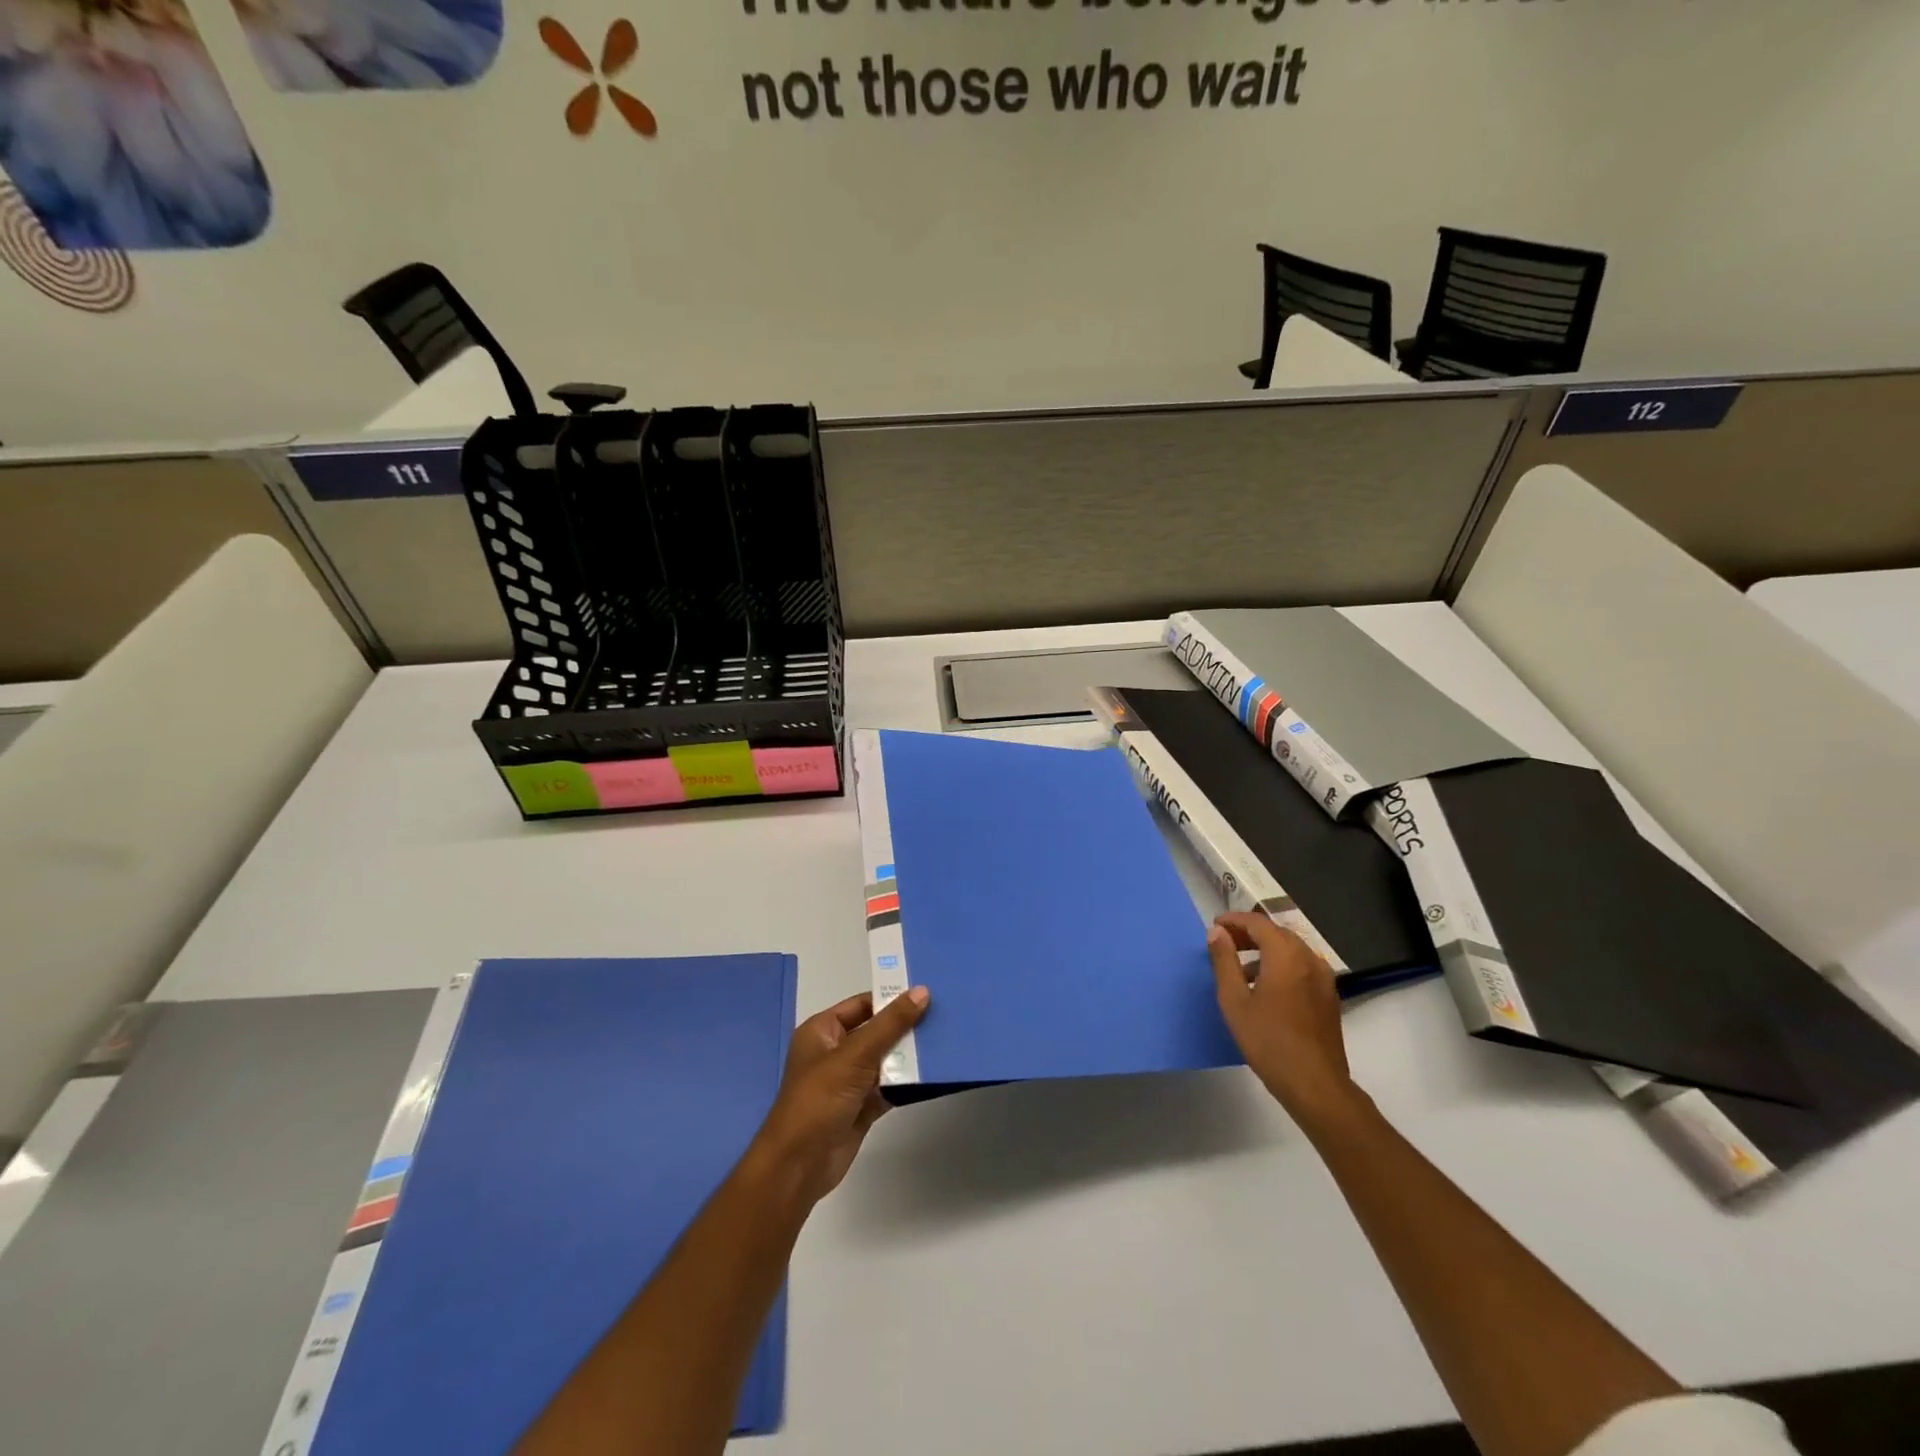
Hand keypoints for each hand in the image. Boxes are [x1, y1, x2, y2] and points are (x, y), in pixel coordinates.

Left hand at [748, 987, 929, 1205]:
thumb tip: (922, 991)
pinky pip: (888, 1087)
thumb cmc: (820, 1099)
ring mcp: (848, 1081)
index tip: (927, 992)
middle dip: (905, 1026)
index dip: (891, 998)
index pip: (862, 1004)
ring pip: (884, 1060)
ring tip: (945, 1040)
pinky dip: (907, 1082)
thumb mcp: (855, 1055)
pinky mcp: (861, 1107)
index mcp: (822, 1031)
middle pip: (876, 1032)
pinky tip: (933, 1073)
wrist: (799, 1166)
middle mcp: (835, 1052)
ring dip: (909, 1055)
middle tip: (943, 1014)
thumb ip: (890, 1024)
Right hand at [1207, 911, 1364, 1132]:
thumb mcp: (1234, 1000)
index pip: (1258, 923)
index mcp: (1286, 955)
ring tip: (1242, 969)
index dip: (1234, 920)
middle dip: (1250, 934)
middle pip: (1277, 933)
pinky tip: (1267, 989)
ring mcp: (1324, 978)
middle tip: (1226, 944)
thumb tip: (1217, 932)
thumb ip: (1224, 961)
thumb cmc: (1268, 1041)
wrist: (1315, 1084)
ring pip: (1292, 950)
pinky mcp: (1329, 997)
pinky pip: (1303, 967)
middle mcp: (1309, 959)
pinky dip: (1282, 965)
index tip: (1215, 927)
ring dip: (1266, 950)